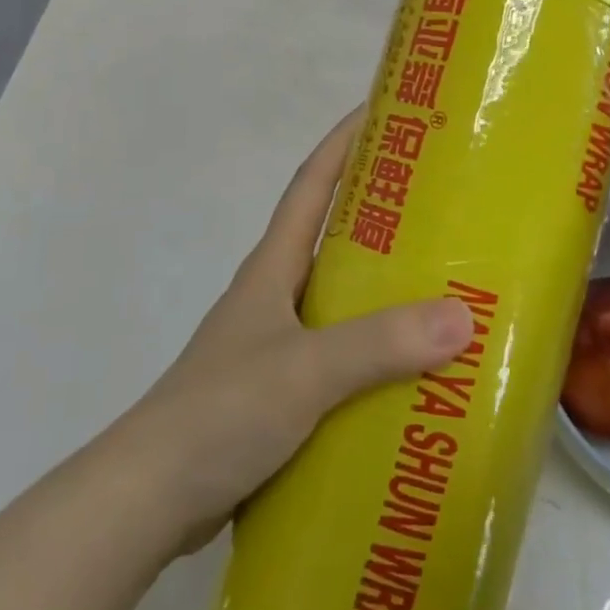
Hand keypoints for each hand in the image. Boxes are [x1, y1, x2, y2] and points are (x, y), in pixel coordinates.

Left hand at [120, 110, 474, 553]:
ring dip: (382, 290)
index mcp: (272, 268)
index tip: (383, 110)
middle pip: (331, 237)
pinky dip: (372, 353)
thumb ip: (379, 344)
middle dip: (381, 214)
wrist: (147, 500)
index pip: (311, 184)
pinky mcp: (278, 393)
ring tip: (445, 290)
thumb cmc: (220, 413)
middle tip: (443, 206)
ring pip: (338, 300)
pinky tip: (410, 373)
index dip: (343, 142)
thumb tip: (462, 316)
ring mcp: (273, 345)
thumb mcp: (305, 370)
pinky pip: (338, 356)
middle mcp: (274, 296)